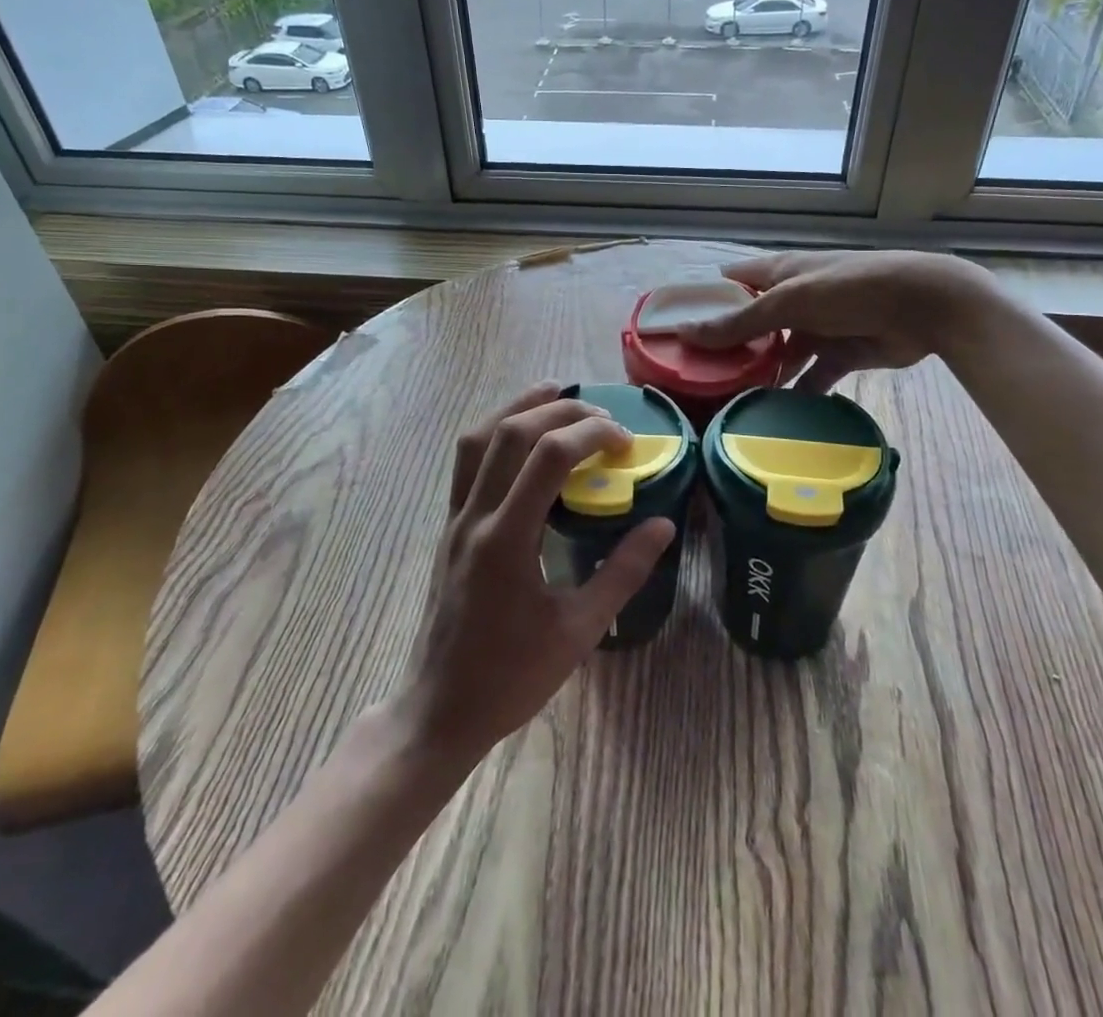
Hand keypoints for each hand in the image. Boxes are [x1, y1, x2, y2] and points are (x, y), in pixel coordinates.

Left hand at [396, 384, 675, 767]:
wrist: (440, 709)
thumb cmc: (512, 677)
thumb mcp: (579, 631)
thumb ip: (623, 572)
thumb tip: (662, 526)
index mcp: (507, 540)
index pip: (548, 456)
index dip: (591, 434)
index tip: (626, 443)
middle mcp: (475, 516)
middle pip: (510, 432)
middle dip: (561, 411)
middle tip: (603, 417)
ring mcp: (455, 518)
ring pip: (478, 437)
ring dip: (518, 407)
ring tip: (556, 394)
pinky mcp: (449, 526)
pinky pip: (468, 461)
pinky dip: (498, 432)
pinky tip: (524, 439)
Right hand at [685, 250, 997, 392]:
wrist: (924, 306)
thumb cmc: (850, 289)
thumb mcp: (789, 301)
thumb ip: (740, 321)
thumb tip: (686, 333)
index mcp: (778, 273)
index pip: (730, 284)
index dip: (703, 303)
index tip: (673, 332)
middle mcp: (793, 299)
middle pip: (751, 325)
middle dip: (728, 349)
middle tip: (696, 380)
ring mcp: (817, 328)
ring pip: (779, 355)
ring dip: (761, 376)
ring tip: (730, 405)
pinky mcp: (840, 354)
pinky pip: (811, 378)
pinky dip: (797, 394)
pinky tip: (776, 417)